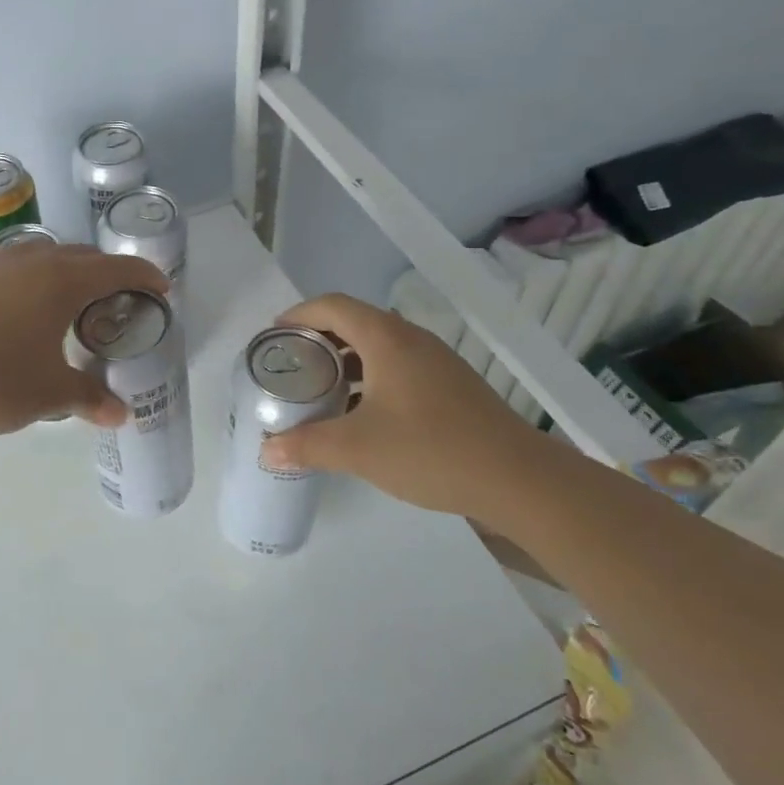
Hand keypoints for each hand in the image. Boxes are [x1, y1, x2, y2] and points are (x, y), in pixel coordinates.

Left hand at [0, 242, 168, 434]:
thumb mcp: (47, 395)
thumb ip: (87, 399)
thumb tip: (120, 415)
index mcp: (61, 282)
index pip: (116, 269)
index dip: (144, 276)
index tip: (161, 288)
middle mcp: (30, 260)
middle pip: (81, 255)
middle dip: (106, 272)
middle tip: (118, 298)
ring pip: (41, 253)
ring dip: (64, 269)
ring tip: (68, 297)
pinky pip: (6, 264)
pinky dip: (25, 275)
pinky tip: (15, 297)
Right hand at [259, 293, 561, 527]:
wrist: (517, 478)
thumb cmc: (430, 450)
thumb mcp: (358, 449)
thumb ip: (307, 446)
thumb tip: (266, 450)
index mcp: (386, 338)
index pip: (332, 306)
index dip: (298, 314)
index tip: (273, 336)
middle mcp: (411, 339)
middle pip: (355, 322)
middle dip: (318, 339)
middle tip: (291, 366)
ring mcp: (435, 361)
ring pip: (378, 346)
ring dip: (345, 360)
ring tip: (320, 389)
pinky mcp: (450, 385)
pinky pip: (398, 366)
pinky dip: (370, 377)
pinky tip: (362, 413)